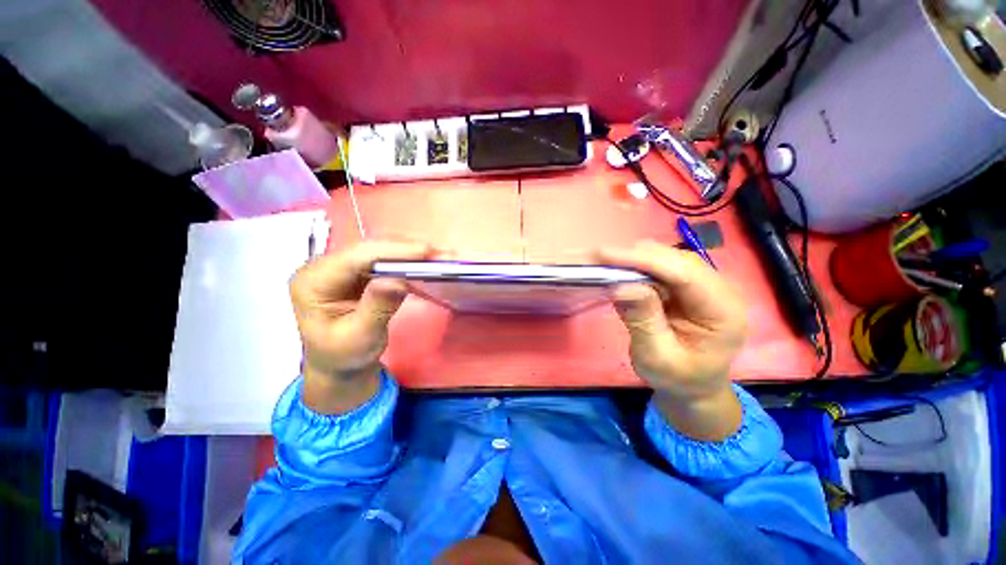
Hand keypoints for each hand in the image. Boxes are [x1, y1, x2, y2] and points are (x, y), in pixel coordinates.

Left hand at [290, 241, 433, 413]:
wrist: (336, 370)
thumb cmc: (343, 359)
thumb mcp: (360, 339)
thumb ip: (376, 308)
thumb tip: (398, 279)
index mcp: (311, 282)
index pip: (353, 258)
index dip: (390, 251)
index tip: (426, 251)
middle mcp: (319, 266)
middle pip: (365, 250)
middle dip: (404, 250)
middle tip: (443, 255)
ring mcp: (335, 266)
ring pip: (375, 251)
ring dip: (407, 254)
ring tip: (441, 257)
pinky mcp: (350, 270)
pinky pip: (378, 259)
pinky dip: (402, 262)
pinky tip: (424, 264)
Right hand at [598, 241, 747, 439]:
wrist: (695, 390)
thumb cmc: (678, 381)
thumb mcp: (657, 359)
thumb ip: (643, 321)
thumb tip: (621, 285)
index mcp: (725, 312)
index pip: (687, 274)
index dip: (647, 260)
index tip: (607, 255)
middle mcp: (725, 291)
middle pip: (682, 262)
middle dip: (642, 258)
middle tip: (601, 259)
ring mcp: (713, 285)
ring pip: (676, 260)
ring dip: (643, 261)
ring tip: (611, 266)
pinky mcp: (699, 285)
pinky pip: (673, 267)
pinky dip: (648, 268)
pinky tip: (628, 272)